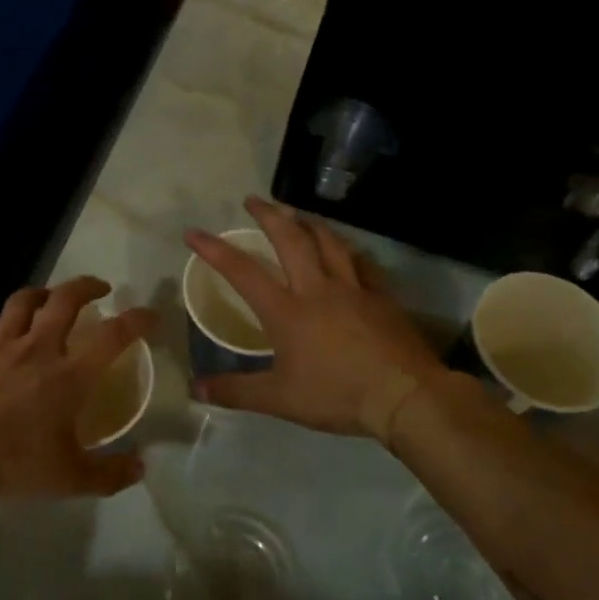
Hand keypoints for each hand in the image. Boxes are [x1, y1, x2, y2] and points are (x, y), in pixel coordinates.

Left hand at [0, 277, 155, 505]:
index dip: (136, 320)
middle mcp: (36, 349)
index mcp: (68, 376)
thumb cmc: (10, 466)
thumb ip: (109, 475)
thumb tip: (142, 468)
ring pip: (22, 302)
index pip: (113, 336)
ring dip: (41, 294)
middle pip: (65, 299)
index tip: (150, 315)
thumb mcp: (69, 480)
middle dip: (86, 286)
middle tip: (99, 289)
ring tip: (49, 298)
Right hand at [185, 195, 453, 439]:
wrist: (404, 396)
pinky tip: (348, 251)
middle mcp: (317, 288)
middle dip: (269, 215)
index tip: (194, 233)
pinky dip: (350, 252)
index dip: (215, 250)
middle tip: (254, 200)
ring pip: (329, 242)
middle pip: (290, 239)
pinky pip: (363, 265)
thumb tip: (195, 389)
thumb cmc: (337, 394)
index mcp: (286, 310)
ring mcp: (353, 289)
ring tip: (298, 214)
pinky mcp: (382, 297)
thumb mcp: (279, 399)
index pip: (242, 272)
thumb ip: (236, 391)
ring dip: (309, 223)